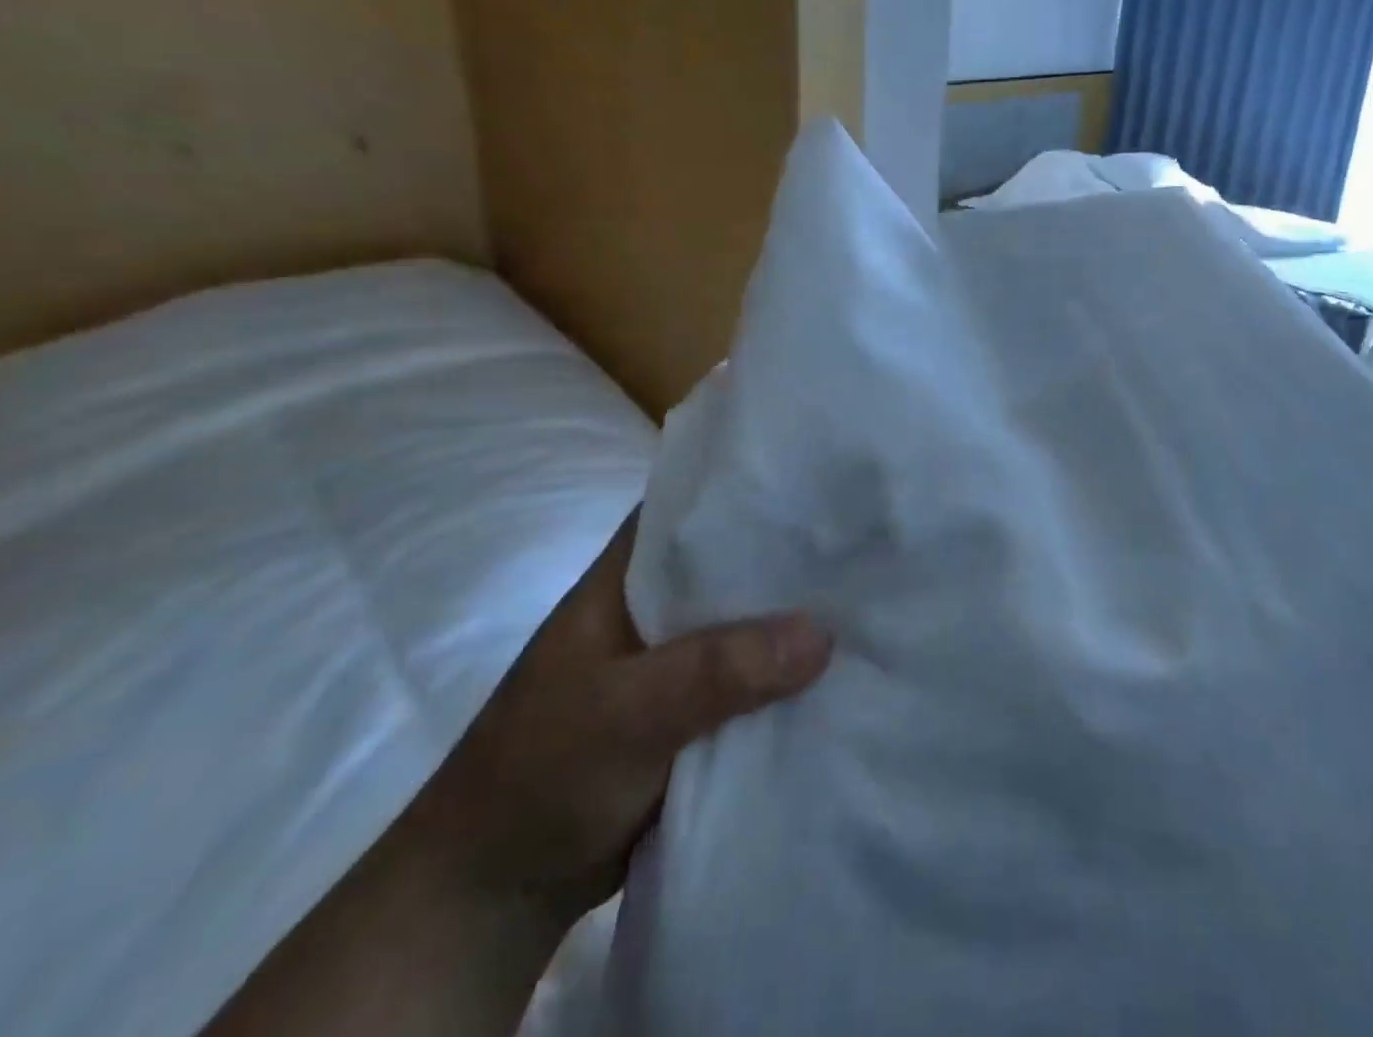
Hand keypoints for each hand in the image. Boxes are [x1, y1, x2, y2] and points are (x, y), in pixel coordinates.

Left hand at [205, 511, 832, 1036]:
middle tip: (869, 540)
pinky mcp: (695, 705)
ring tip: (876, 594)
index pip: (697, 504)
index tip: (824, 479)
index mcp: (629, 574)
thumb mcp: (625, 713)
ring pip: (749, 619)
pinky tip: (845, 665)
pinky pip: (754, 674)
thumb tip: (823, 633)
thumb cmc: (541, 773)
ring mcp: (678, 655)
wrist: (495, 893)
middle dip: (794, 554)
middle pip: (735, 562)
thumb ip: (716, 670)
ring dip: (798, 615)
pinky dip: (790, 671)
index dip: (756, 487)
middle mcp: (659, 602)